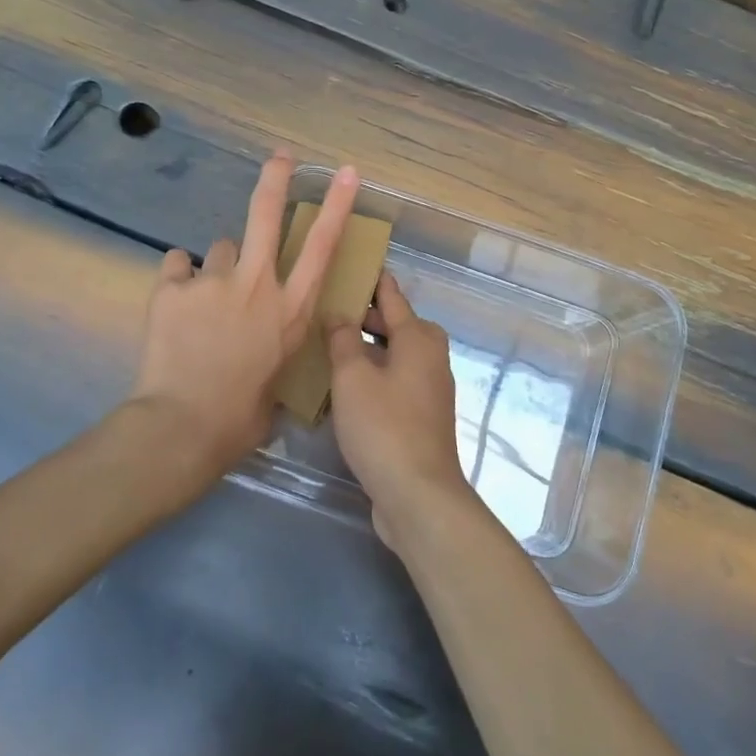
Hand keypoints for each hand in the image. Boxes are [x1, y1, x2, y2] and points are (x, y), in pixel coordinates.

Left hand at [130, 154, 359, 488]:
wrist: (182, 426)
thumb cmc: (240, 417)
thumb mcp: (277, 380)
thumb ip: (275, 348)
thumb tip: (266, 347)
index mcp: (290, 309)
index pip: (322, 247)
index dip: (337, 205)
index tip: (347, 173)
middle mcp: (256, 284)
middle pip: (266, 214)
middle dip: (276, 178)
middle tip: (280, 157)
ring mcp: (213, 281)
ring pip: (219, 249)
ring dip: (218, 267)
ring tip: (205, 300)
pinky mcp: (172, 287)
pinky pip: (177, 267)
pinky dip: (179, 280)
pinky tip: (176, 303)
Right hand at [326, 271, 468, 554]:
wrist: (418, 494)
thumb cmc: (384, 426)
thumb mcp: (353, 377)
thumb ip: (343, 340)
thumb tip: (339, 313)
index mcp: (419, 337)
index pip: (391, 296)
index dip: (372, 279)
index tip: (352, 262)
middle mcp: (430, 356)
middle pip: (394, 325)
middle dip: (363, 317)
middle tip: (325, 308)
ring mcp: (429, 388)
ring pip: (393, 355)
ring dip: (365, 350)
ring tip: (327, 345)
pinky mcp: (422, 416)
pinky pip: (394, 382)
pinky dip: (373, 376)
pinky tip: (343, 387)